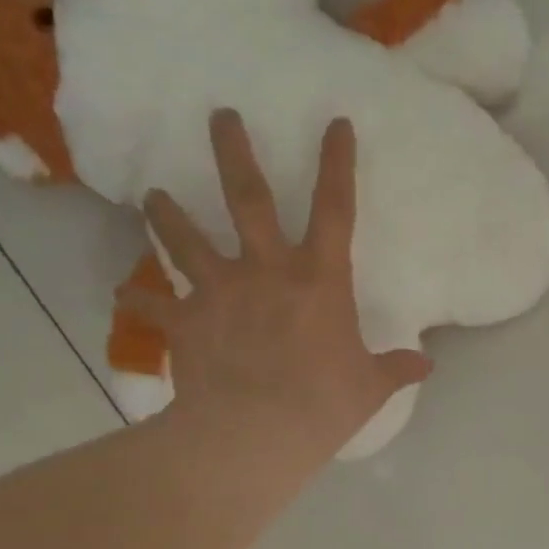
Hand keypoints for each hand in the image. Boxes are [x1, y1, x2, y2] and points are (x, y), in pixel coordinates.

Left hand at [118, 110, 431, 469]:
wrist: (254, 434)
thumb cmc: (322, 405)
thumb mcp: (370, 387)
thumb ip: (396, 368)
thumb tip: (427, 365)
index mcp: (319, 280)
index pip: (335, 209)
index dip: (337, 163)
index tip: (335, 123)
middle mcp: (266, 270)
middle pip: (247, 198)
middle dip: (233, 152)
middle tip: (219, 114)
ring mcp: (219, 291)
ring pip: (185, 238)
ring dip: (167, 214)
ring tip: (153, 195)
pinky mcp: (184, 322)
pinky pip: (151, 308)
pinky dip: (135, 301)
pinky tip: (122, 295)